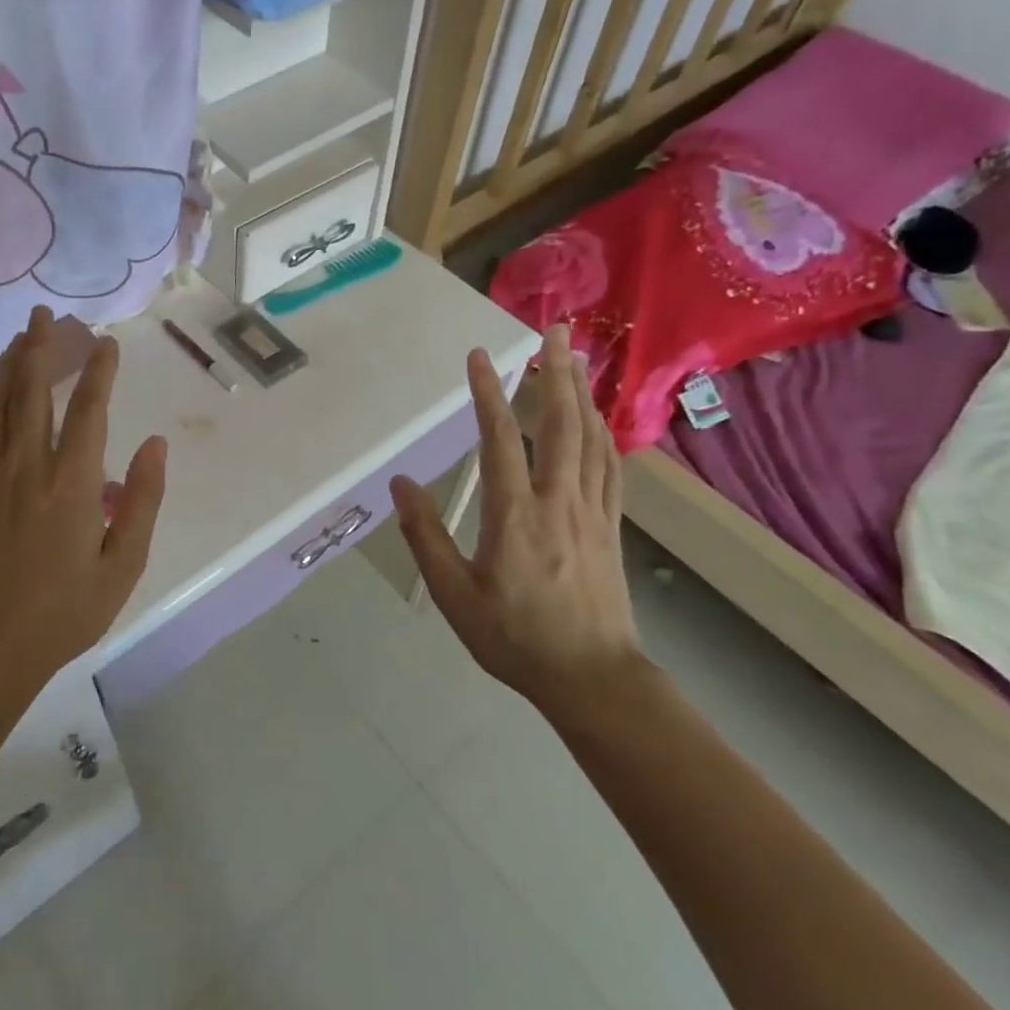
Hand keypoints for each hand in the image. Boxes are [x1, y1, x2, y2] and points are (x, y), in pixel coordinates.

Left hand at [0, 307, 167, 687]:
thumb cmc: (67, 610)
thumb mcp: (124, 564)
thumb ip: (142, 501)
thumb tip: (155, 445)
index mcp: (72, 484)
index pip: (89, 411)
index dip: (100, 372)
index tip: (107, 344)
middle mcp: (28, 468)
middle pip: (33, 393)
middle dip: (40, 348)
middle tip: (44, 314)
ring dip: (7, 367)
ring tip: (17, 337)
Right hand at [390, 327, 642, 716]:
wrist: (593, 679)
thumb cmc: (516, 638)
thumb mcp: (455, 596)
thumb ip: (426, 537)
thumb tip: (400, 484)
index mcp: (516, 516)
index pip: (499, 440)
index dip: (489, 394)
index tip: (479, 356)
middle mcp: (558, 501)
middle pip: (561, 424)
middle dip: (557, 372)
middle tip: (554, 330)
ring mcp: (591, 511)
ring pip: (590, 439)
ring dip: (582, 393)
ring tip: (576, 357)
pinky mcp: (609, 525)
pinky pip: (608, 466)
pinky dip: (601, 433)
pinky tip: (596, 419)